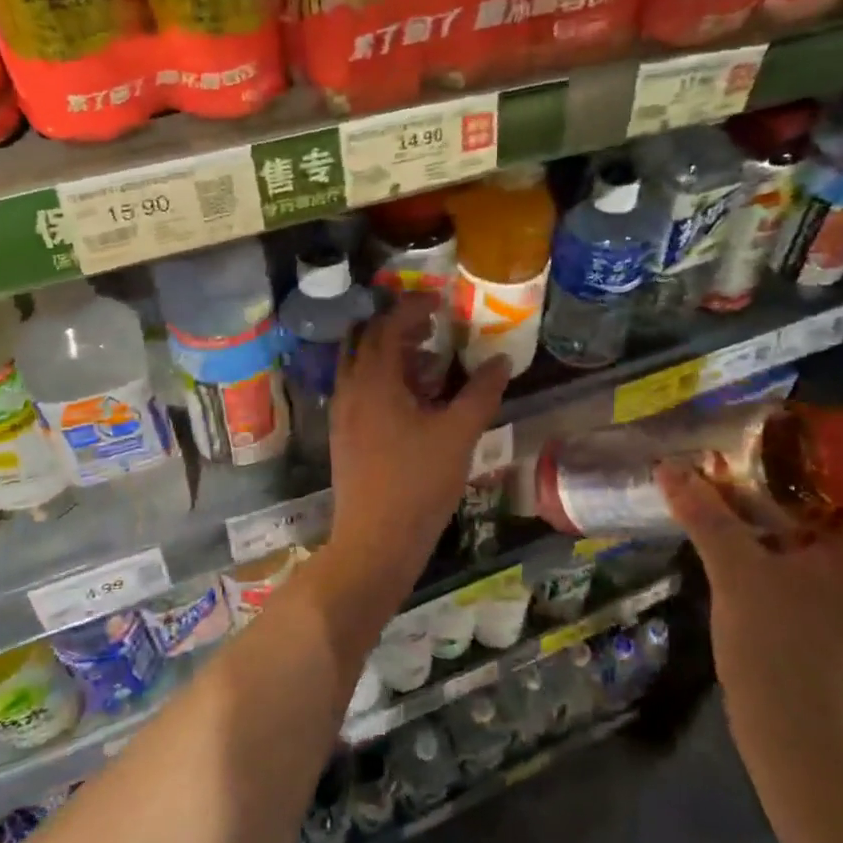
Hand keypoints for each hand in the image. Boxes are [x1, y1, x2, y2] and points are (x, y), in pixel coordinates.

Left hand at [328, 295, 510, 577]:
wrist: (375, 542)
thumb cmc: (418, 484)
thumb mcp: (459, 435)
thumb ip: (481, 393)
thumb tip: (501, 360)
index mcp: (374, 380)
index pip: (388, 325)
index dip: (413, 306)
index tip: (440, 300)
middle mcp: (350, 389)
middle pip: (366, 339)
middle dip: (397, 326)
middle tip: (432, 327)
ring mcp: (342, 414)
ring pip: (359, 365)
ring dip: (388, 353)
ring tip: (426, 360)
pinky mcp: (343, 435)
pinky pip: (358, 389)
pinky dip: (381, 379)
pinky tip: (411, 400)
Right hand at [654, 462, 842, 724]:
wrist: (788, 730)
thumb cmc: (777, 643)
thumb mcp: (736, 569)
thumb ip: (705, 514)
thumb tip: (669, 465)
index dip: (812, 446)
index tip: (767, 426)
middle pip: (824, 499)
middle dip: (779, 472)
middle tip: (734, 446)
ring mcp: (840, 588)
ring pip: (805, 527)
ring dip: (767, 503)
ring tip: (724, 476)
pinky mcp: (816, 607)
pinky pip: (793, 551)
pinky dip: (765, 533)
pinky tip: (727, 523)